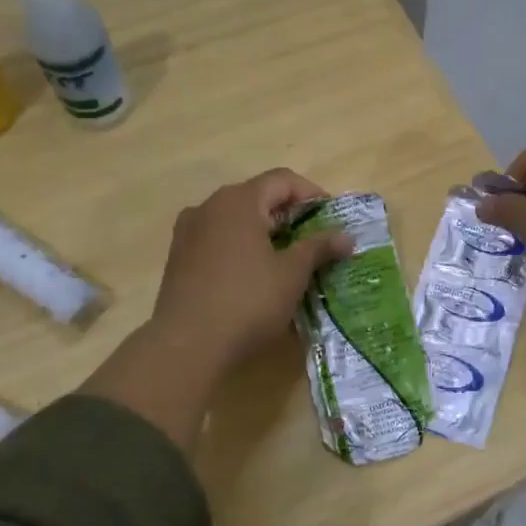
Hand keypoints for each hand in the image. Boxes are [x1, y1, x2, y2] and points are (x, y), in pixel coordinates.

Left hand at [150, 169, 353, 377]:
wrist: (187, 346)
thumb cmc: (247, 302)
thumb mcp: (292, 274)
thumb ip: (319, 248)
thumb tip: (346, 236)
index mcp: (238, 201)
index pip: (282, 180)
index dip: (312, 194)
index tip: (332, 219)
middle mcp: (209, 206)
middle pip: (257, 196)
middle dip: (289, 214)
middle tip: (314, 240)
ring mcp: (188, 232)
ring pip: (235, 219)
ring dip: (263, 231)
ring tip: (285, 258)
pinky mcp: (178, 258)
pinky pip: (217, 239)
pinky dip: (240, 246)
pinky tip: (253, 274)